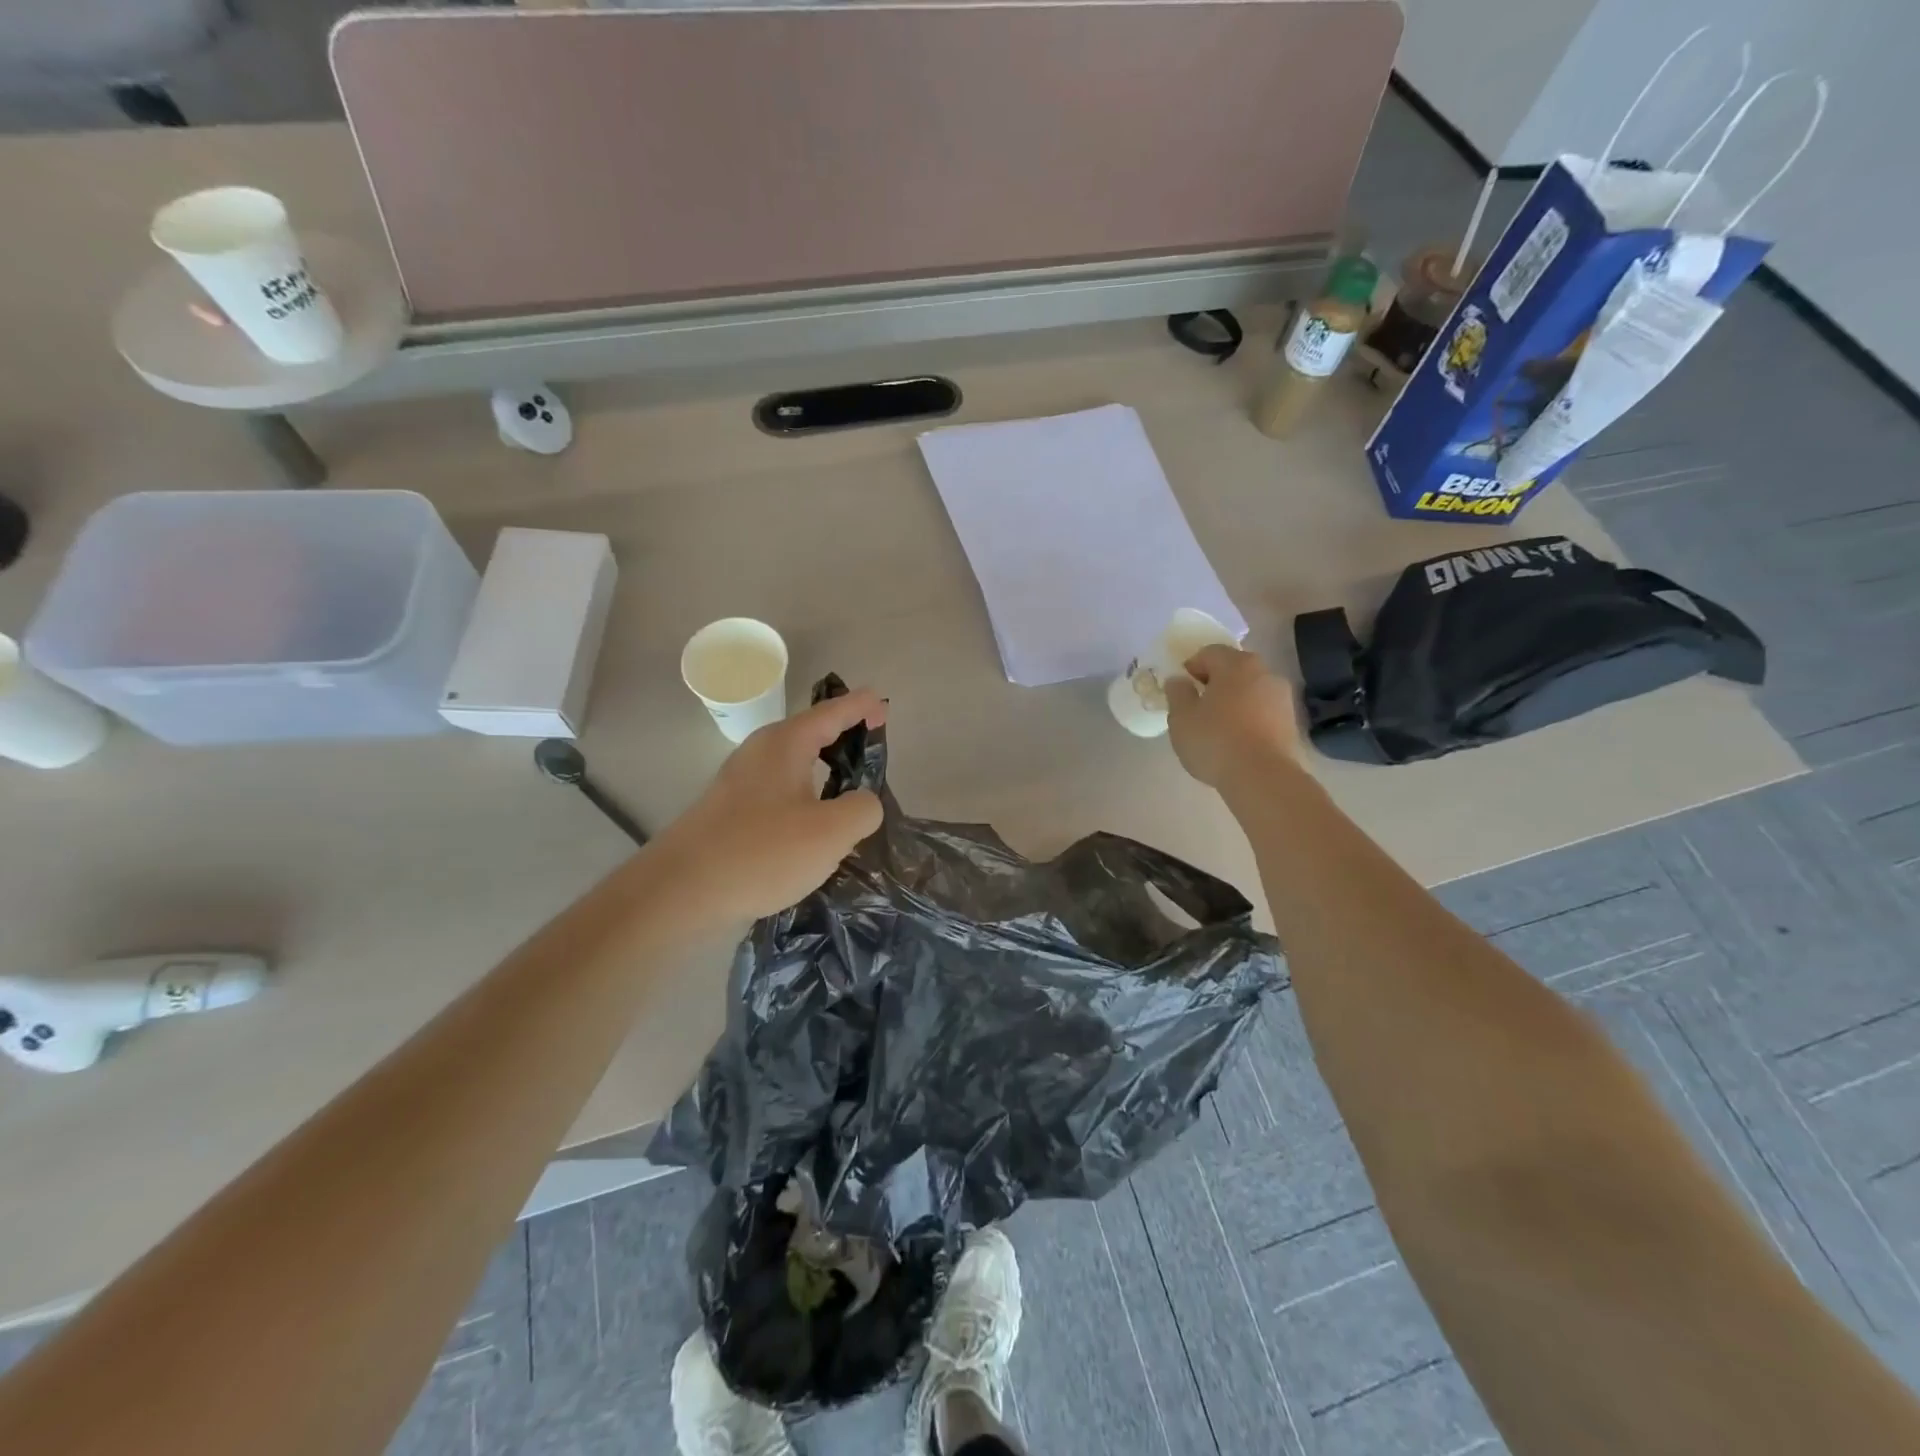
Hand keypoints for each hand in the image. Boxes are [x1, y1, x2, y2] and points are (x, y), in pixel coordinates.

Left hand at [654, 689, 888, 922]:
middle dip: (844, 737)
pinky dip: (805, 797)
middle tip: (873, 749)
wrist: (681, 892)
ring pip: (795, 765)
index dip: (862, 707)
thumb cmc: (761, 852)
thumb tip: (863, 802)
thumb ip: (863, 808)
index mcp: (786, 743)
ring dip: (825, 772)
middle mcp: (761, 753)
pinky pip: (780, 792)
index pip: (833, 711)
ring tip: (852, 793)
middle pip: (812, 733)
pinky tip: (815, 828)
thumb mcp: (832, 832)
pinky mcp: (731, 812)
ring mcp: (742, 782)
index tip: (884, 707)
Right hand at [1165, 644, 1300, 789]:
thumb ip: (1177, 693)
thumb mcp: (1181, 718)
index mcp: (1235, 664)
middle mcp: (1264, 672)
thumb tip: (1179, 680)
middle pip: (1234, 669)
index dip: (1191, 667)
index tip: (1181, 688)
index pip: (1209, 652)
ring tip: (1218, 726)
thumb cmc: (1215, 740)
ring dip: (1234, 700)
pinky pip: (1263, 711)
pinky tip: (1237, 740)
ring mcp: (1282, 697)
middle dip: (1215, 682)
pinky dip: (1249, 718)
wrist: (1262, 777)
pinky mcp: (1291, 722)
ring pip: (1251, 690)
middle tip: (1198, 706)